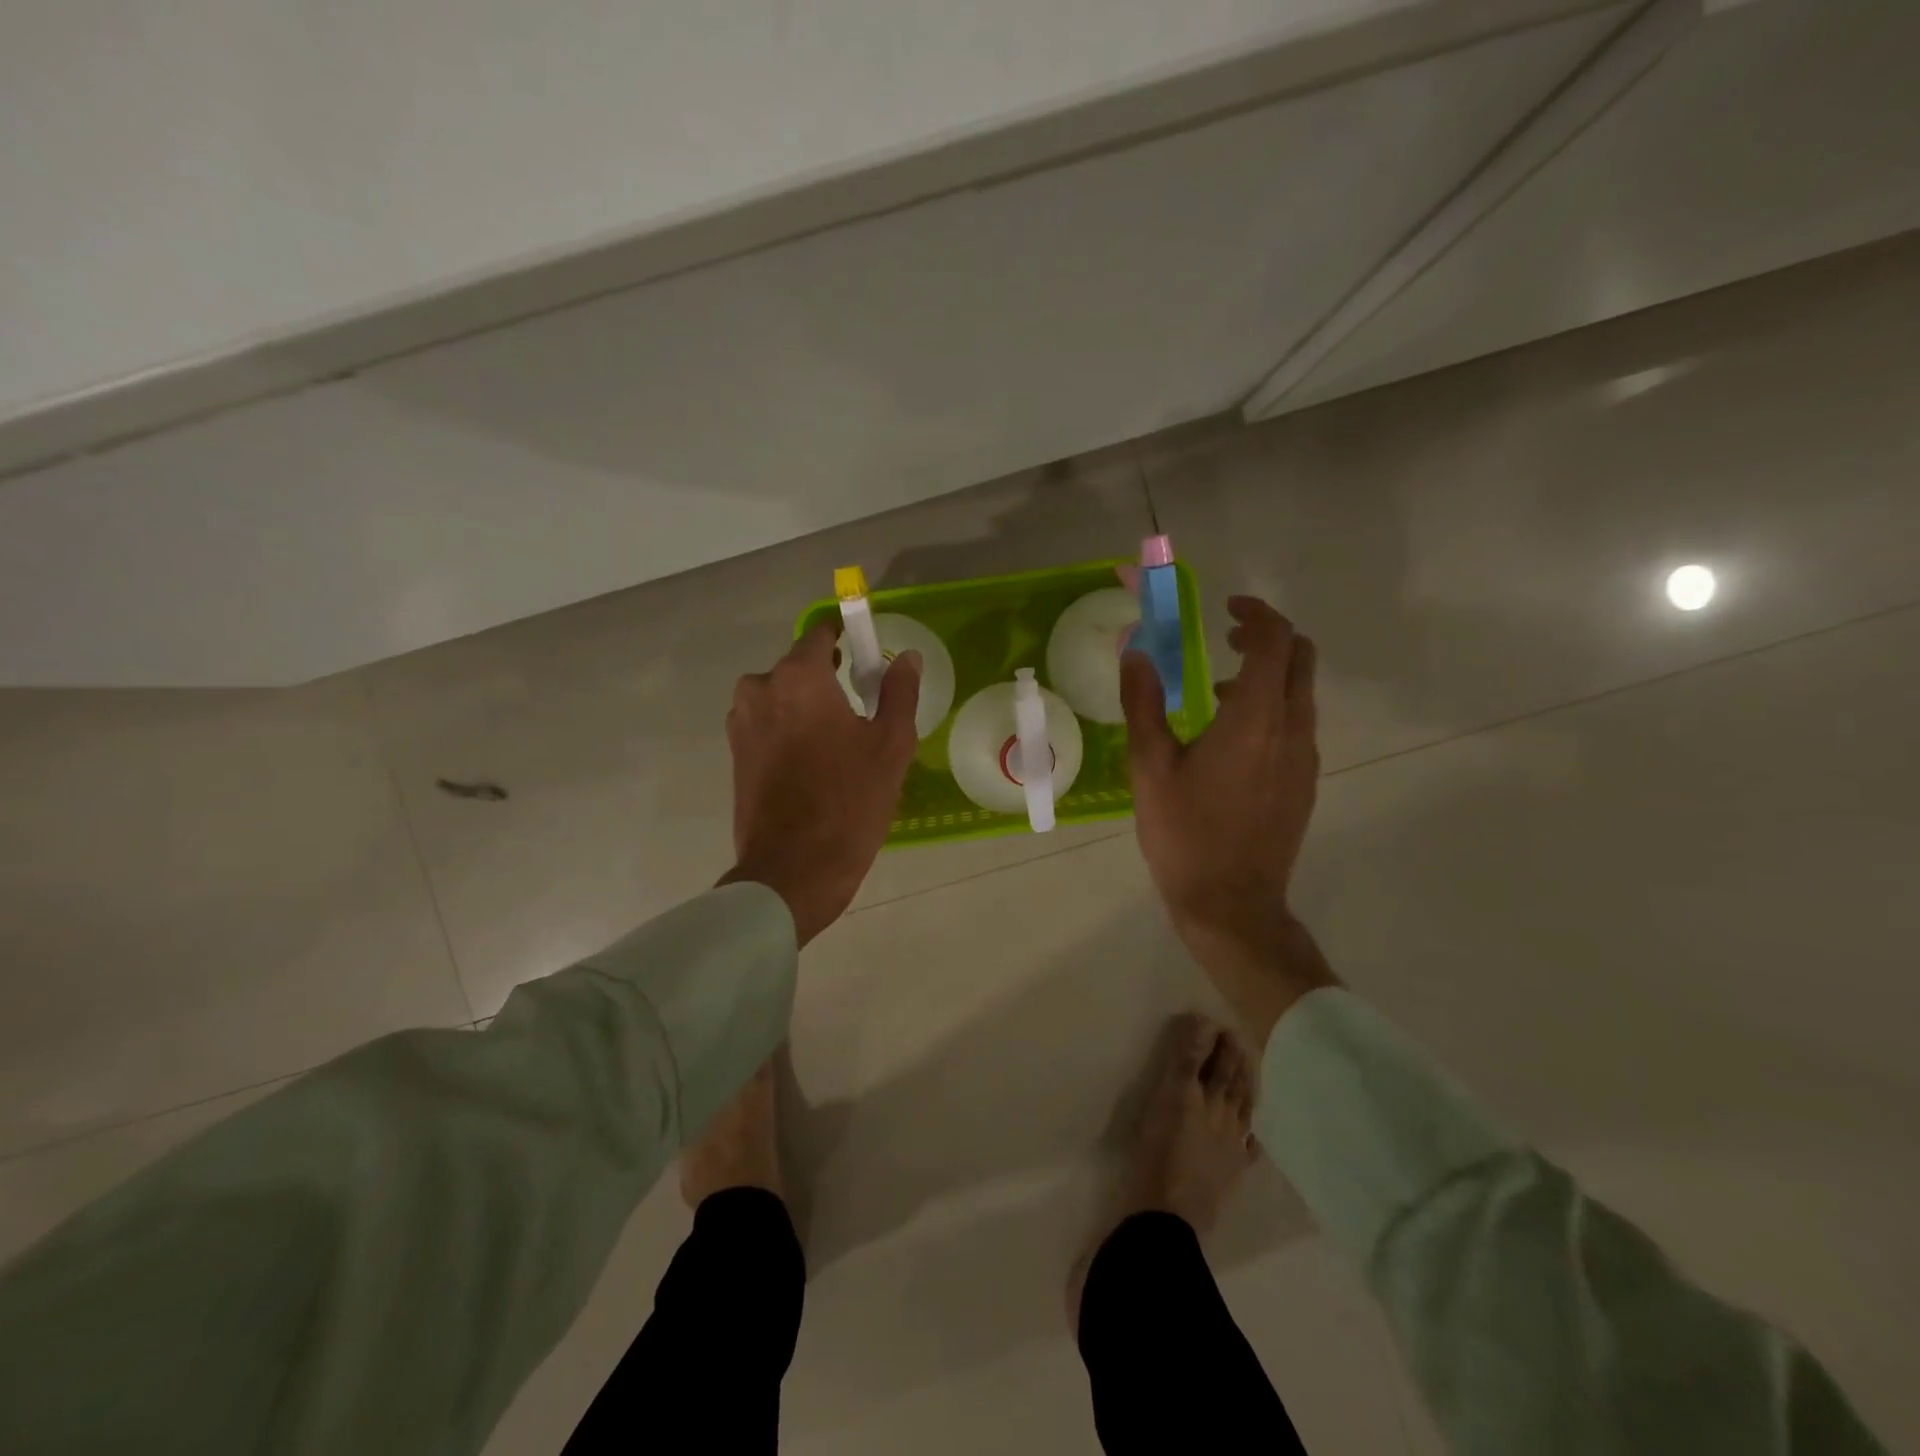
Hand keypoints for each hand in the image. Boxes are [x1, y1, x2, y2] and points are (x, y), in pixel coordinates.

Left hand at [721, 621, 920, 945]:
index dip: (847, 637)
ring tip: (838, 741)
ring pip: (780, 697)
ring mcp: (741, 724)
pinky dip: (789, 730)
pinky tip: (815, 763)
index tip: (867, 656)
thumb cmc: (849, 802)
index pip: (820, 634)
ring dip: (806, 706)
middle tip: (861, 709)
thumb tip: (905, 657)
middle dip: (827, 678)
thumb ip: (899, 692)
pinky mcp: (735, 755)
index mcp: (797, 678)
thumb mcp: (891, 745)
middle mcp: (760, 689)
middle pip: (798, 667)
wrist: (793, 871)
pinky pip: (767, 724)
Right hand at [1122, 596, 1336, 1040]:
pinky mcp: (1304, 783)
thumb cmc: (1185, 833)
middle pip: (1301, 660)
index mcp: (1256, 719)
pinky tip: (1231, 738)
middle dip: (1269, 637)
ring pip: (1301, 694)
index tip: (1227, 610)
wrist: (1231, 903)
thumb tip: (1137, 653)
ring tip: (1220, 690)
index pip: (1277, 642)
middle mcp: (1292, 730)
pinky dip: (1272, 708)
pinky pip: (1297, 725)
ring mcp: (1304, 759)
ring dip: (1269, 675)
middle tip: (1227, 638)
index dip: (1257, 614)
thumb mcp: (1150, 766)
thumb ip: (1144, 704)